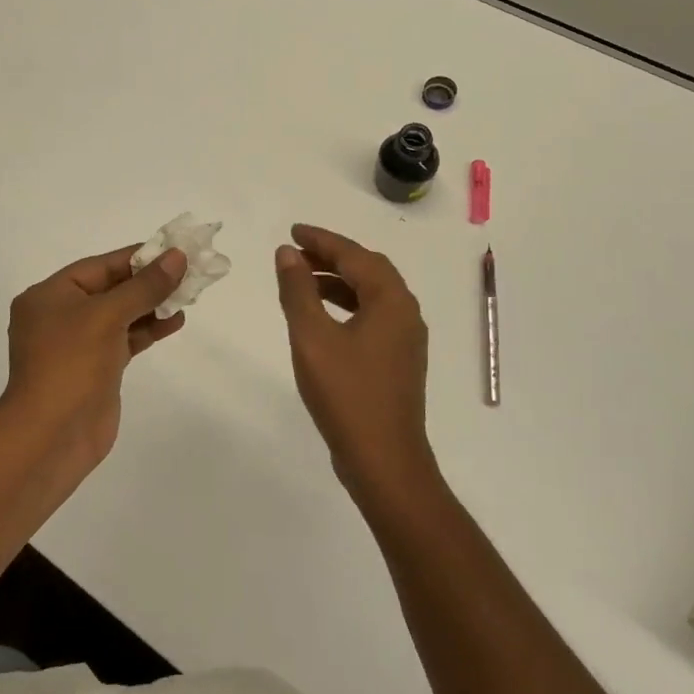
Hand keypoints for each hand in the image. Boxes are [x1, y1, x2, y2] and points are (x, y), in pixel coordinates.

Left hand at [0, 244, 187, 469]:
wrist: (52, 437)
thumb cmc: (71, 365)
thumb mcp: (107, 316)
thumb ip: (144, 286)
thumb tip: (177, 257)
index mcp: (50, 295)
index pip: (100, 266)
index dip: (137, 257)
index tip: (173, 250)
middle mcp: (60, 316)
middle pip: (111, 289)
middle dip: (148, 281)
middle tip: (188, 272)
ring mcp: (78, 345)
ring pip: (121, 315)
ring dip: (152, 305)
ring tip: (188, 295)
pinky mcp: (96, 369)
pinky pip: (125, 339)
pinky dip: (148, 329)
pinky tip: (174, 321)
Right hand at [274, 224, 434, 503]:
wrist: (385, 461)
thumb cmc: (347, 395)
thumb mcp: (312, 338)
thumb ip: (298, 291)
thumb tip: (287, 253)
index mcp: (391, 300)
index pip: (354, 255)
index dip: (322, 240)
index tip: (293, 231)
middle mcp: (406, 313)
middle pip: (368, 270)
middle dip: (332, 256)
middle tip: (297, 252)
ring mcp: (406, 339)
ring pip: (371, 294)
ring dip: (338, 281)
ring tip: (303, 280)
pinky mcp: (399, 361)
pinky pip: (373, 316)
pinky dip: (347, 306)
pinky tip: (323, 318)